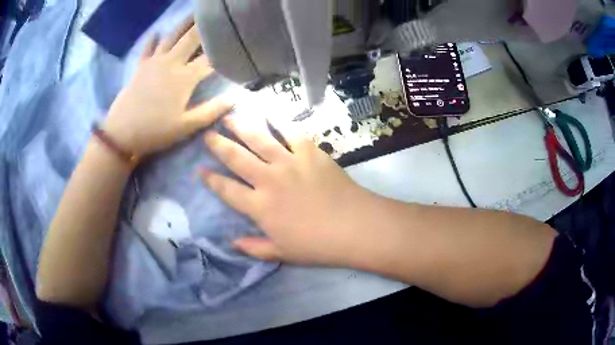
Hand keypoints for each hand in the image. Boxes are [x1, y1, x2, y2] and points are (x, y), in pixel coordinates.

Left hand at [103, 18, 232, 156]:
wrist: (122, 133)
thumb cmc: (155, 131)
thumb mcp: (186, 127)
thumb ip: (211, 111)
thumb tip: (235, 98)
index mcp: (185, 77)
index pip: (210, 58)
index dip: (224, 49)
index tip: (236, 40)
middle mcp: (172, 63)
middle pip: (192, 38)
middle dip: (205, 26)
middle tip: (216, 14)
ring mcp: (154, 62)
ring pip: (172, 36)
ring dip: (184, 24)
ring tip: (194, 13)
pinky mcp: (140, 66)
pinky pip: (148, 48)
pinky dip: (152, 39)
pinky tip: (157, 32)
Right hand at [202, 117, 382, 265]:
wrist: (354, 227)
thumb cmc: (317, 245)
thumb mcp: (282, 253)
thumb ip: (254, 248)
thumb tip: (232, 243)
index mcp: (260, 206)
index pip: (227, 190)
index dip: (211, 179)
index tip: (199, 169)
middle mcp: (268, 179)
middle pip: (236, 158)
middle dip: (218, 145)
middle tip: (207, 134)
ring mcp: (289, 162)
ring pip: (258, 138)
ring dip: (241, 126)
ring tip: (228, 116)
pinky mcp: (310, 152)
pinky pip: (291, 132)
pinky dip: (279, 121)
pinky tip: (268, 112)